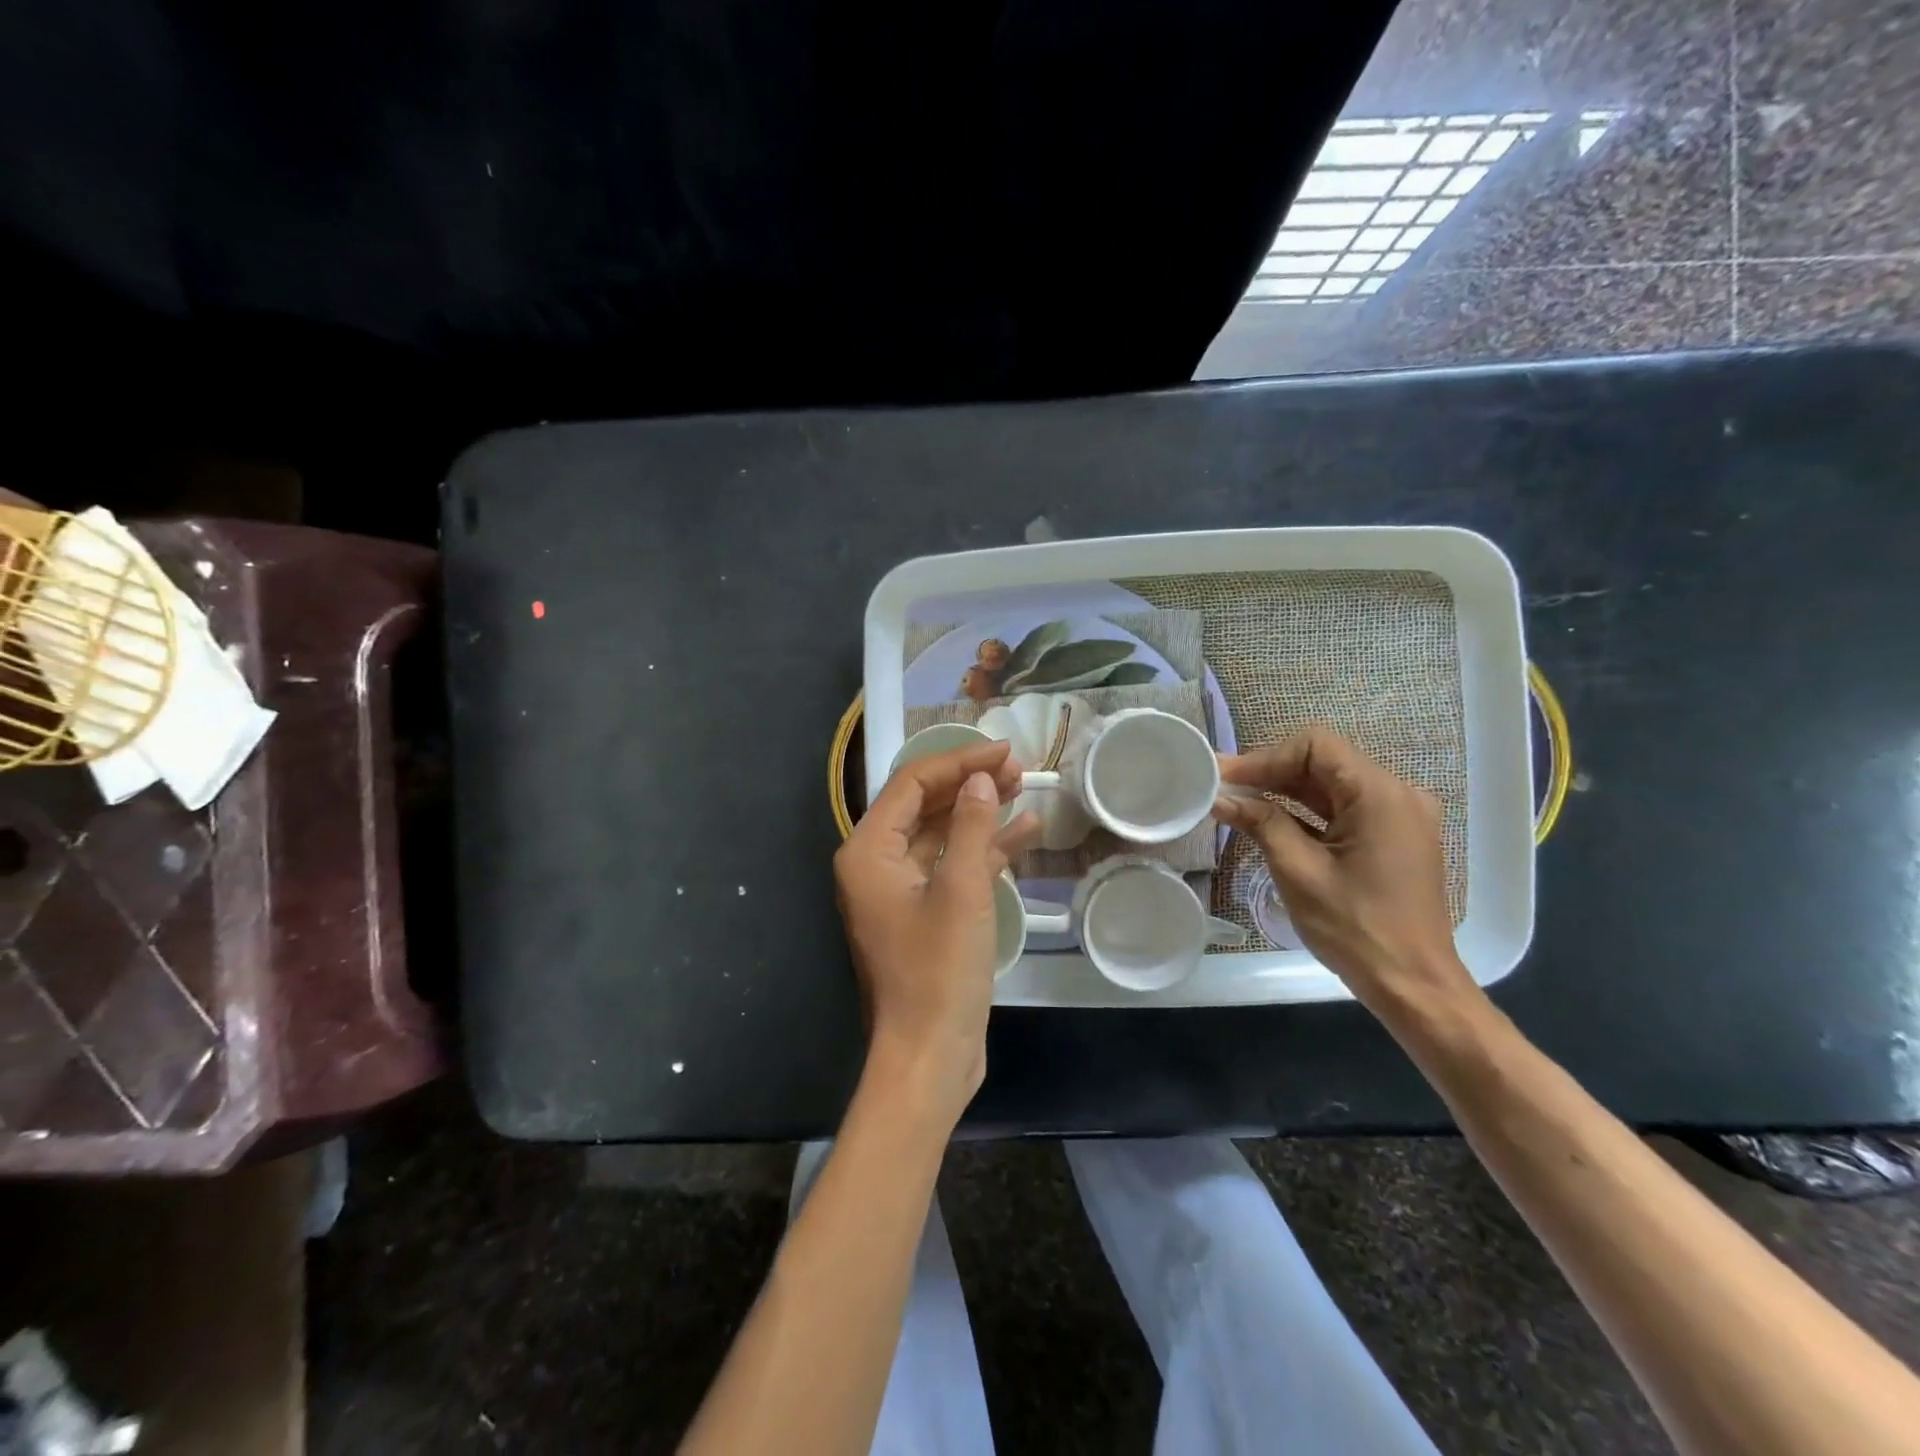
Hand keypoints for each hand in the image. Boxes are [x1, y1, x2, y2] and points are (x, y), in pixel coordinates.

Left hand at [834, 741, 1038, 1123]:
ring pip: (941, 834)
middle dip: (969, 783)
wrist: (929, 1055)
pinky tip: (1025, 832)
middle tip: (1017, 767)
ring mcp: (901, 891)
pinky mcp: (926, 913)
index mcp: (869, 852)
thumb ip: (970, 826)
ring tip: (1024, 788)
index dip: (958, 761)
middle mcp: (877, 864)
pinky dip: (984, 850)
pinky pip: (953, 867)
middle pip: (925, 805)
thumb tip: (980, 779)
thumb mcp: (961, 890)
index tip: (1003, 750)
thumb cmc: (939, 970)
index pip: (911, 784)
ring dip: (980, 812)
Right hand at [1211, 729, 1476, 1017]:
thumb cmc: (1356, 929)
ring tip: (1237, 802)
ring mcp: (1398, 817)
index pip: (1316, 746)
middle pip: (1324, 762)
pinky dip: (1306, 811)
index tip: (1226, 777)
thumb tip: (1220, 797)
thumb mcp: (1299, 872)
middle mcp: (1397, 795)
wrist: (1414, 986)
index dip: (1265, 756)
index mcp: (1380, 795)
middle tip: (1222, 788)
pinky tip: (1269, 820)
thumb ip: (1260, 823)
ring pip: (1331, 785)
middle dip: (1271, 772)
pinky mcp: (1393, 838)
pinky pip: (1344, 809)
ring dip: (1285, 791)